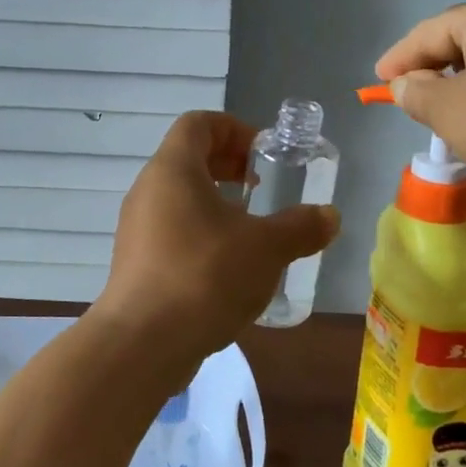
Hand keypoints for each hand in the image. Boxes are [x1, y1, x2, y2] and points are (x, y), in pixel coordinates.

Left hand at [92, 112, 338, 370]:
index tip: (265, 154)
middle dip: (229, 166)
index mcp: (173, 169)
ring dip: (216, 204)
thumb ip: (301, 227)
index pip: (199, 123)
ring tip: (251, 230)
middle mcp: (148, 190)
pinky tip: (229, 267)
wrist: (143, 343)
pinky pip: (171, 230)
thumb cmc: (205, 276)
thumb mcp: (266, 248)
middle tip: (263, 188)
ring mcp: (137, 227)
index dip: (235, 129)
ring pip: (180, 198)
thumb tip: (329, 216)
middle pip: (188, 158)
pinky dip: (201, 233)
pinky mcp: (136, 262)